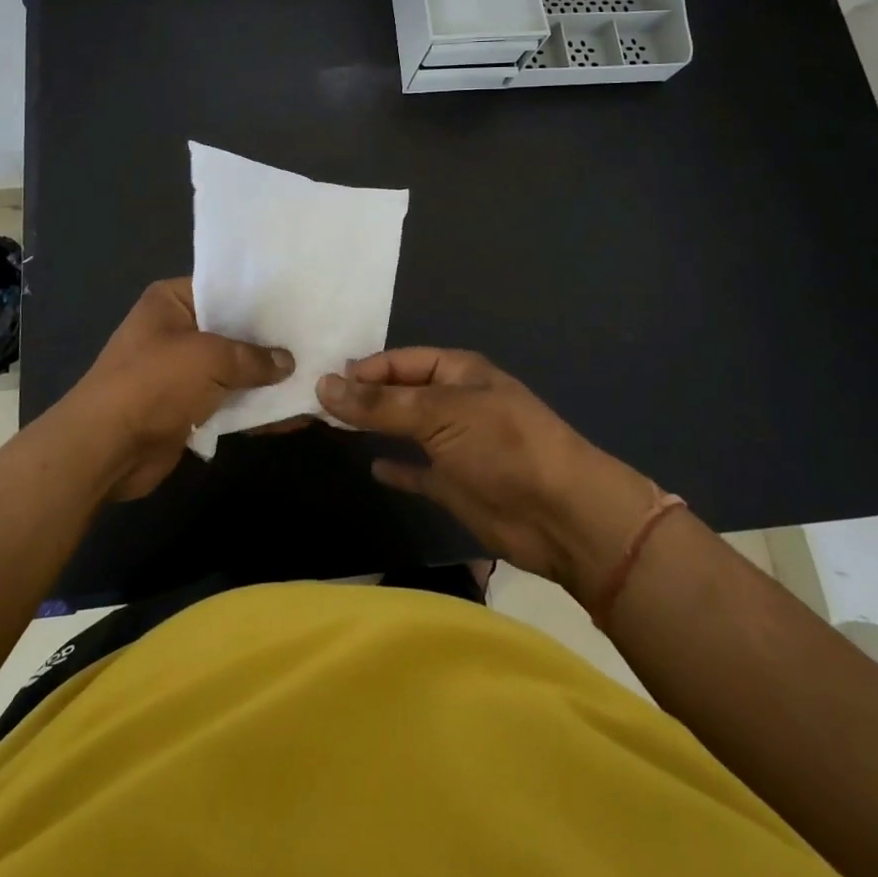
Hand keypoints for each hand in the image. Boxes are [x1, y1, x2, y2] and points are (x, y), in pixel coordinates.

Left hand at [67, 278, 293, 499]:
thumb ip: (253, 357)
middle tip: (316, 338)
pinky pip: (227, 401)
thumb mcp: (210, 358)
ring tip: (315, 378)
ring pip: (234, 369)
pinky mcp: (187, 407)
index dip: (260, 296)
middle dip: (270, 341)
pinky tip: (291, 415)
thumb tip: (288, 362)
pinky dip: (253, 408)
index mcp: (171, 301)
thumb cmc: (154, 383)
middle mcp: (176, 330)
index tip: (300, 301)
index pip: (224, 288)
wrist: (106, 448)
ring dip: (266, 379)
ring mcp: (181, 371)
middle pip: (232, 330)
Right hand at [317, 349, 655, 599]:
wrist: (562, 515)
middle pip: (400, 393)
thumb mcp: (438, 414)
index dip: (362, 370)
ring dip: (376, 427)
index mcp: (457, 372)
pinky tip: (373, 467)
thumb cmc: (501, 445)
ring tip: (331, 427)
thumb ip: (380, 403)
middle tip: (315, 403)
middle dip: (364, 396)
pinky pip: (419, 471)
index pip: (399, 361)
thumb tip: (323, 385)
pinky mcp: (457, 484)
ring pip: (406, 429)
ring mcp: (456, 444)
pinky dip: (398, 468)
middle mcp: (455, 402)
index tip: (320, 382)